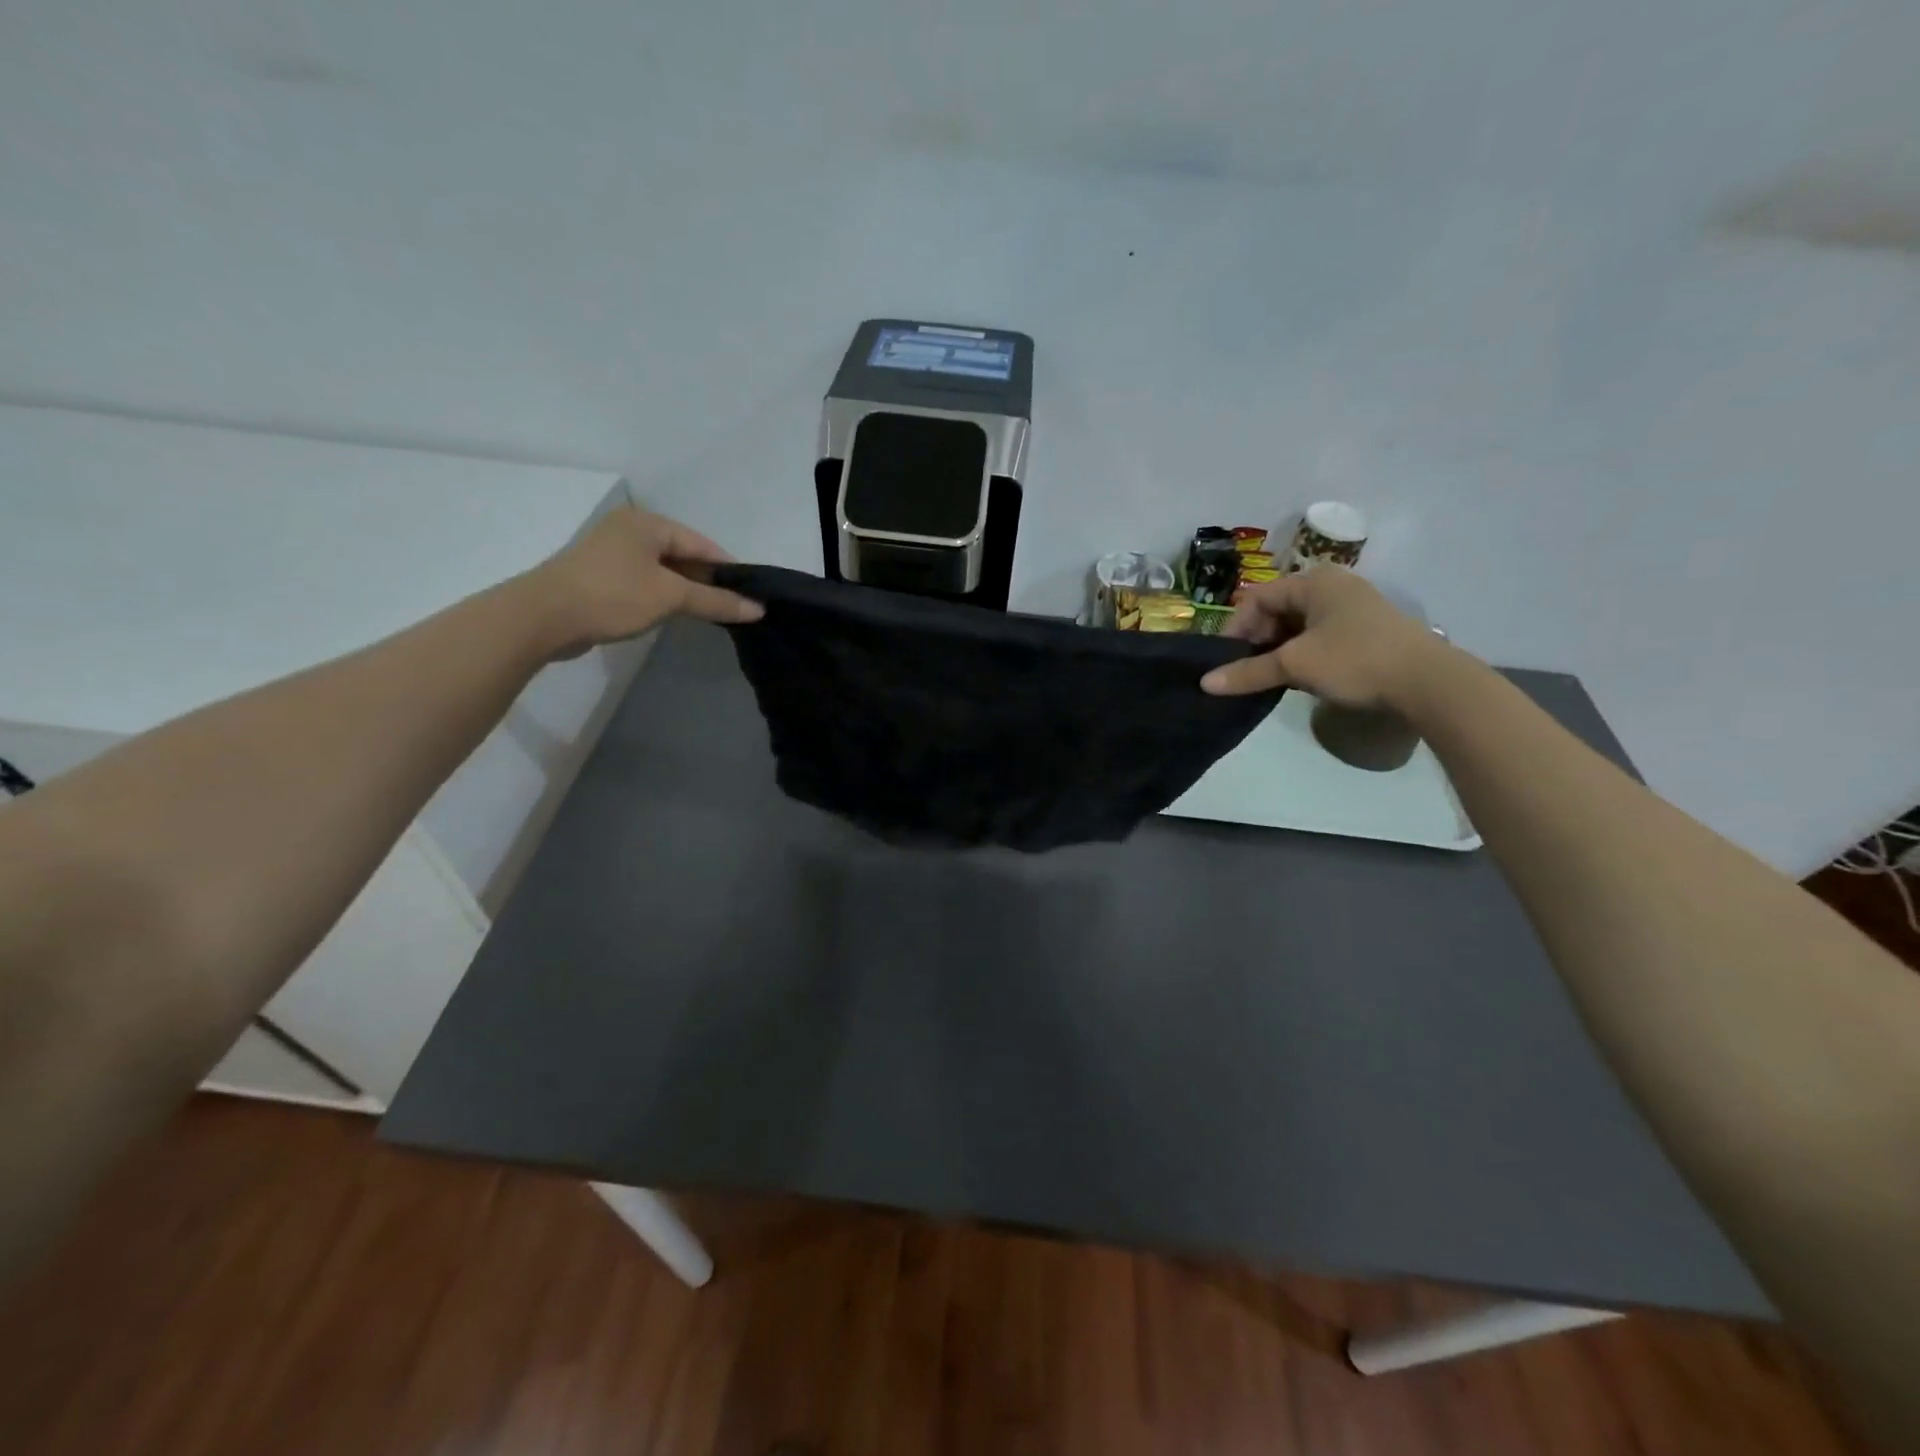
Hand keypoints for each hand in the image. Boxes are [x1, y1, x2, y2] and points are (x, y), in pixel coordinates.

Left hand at [527, 506, 762, 658]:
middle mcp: (629, 529)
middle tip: (733, 607)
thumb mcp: (671, 597)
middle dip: (707, 580)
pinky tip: (674, 614)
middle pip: (682, 554)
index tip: (750, 594)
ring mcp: (611, 552)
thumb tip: (758, 609)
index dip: (728, 569)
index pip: (702, 543)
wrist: (543, 617)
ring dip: (686, 590)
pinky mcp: (600, 576)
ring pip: (663, 569)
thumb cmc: (612, 596)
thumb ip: (716, 601)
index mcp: (647, 523)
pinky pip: (644, 581)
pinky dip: (663, 595)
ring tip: (709, 613)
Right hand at [1199, 566, 1449, 707]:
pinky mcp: (1364, 631)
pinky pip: (1318, 637)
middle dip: (1257, 641)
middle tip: (1247, 671)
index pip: (1257, 598)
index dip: (1236, 628)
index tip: (1227, 660)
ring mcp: (1351, 608)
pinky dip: (1301, 655)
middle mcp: (1333, 586)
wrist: (1428, 683)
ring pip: (1297, 626)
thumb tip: (1204, 684)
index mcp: (1315, 581)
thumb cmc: (1355, 660)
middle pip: (1277, 610)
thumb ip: (1248, 672)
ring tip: (1270, 678)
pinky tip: (1299, 678)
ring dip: (1278, 651)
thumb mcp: (1295, 665)